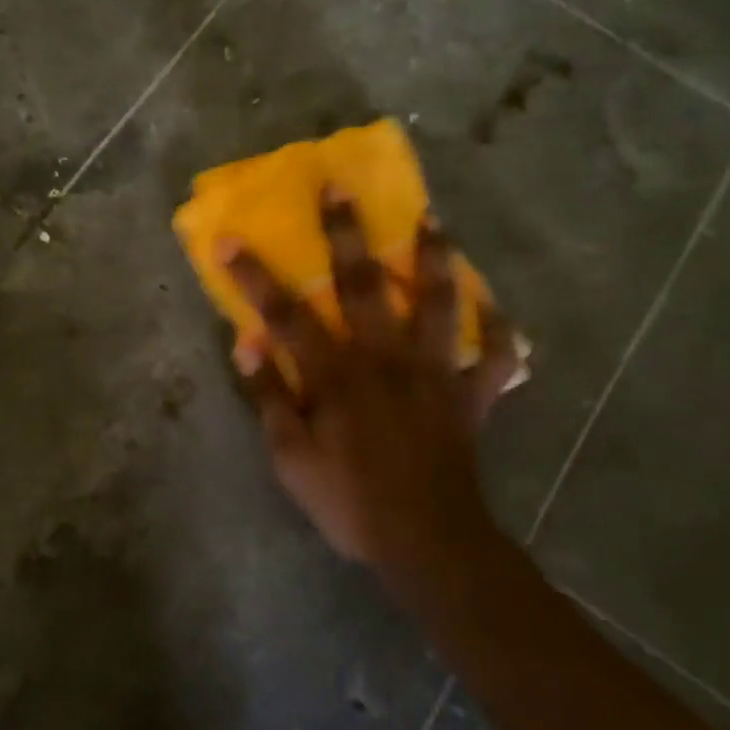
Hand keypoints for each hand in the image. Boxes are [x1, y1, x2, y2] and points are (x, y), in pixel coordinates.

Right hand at [222, 191, 519, 569]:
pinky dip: (500, 330)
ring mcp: (434, 372)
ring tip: (432, 220)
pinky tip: (496, 307)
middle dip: (347, 232)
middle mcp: (386, 357)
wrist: (427, 542)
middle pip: (364, 284)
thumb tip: (246, 346)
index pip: (286, 315)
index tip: (229, 239)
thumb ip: (271, 399)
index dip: (254, 276)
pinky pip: (495, 356)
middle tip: (340, 187)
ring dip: (434, 258)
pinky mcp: (470, 394)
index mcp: (337, 374)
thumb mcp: (291, 460)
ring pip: (438, 302)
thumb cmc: (350, 503)